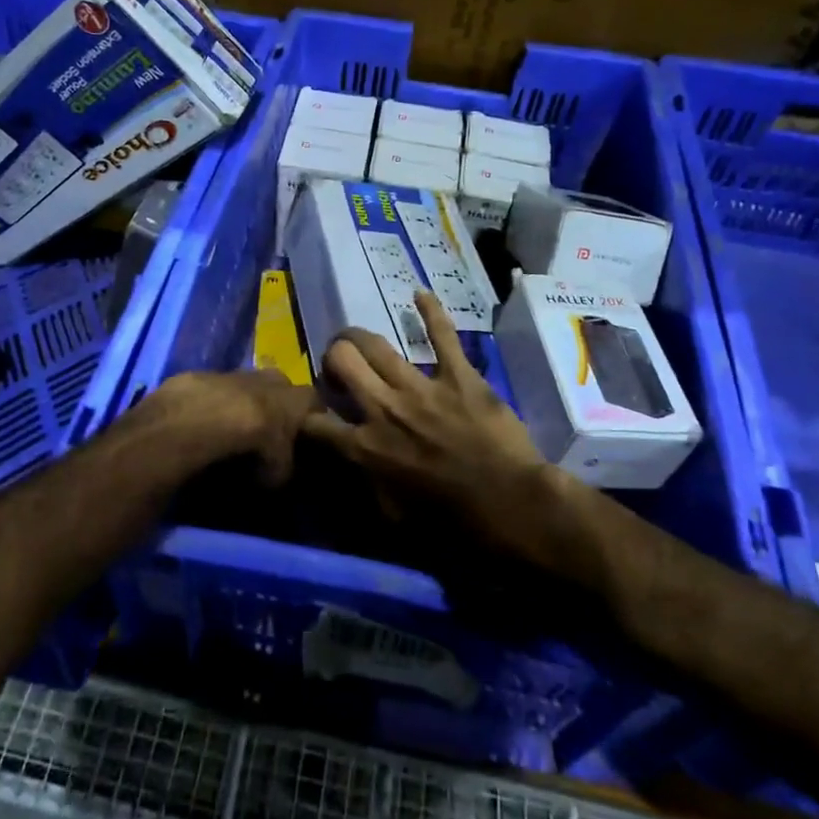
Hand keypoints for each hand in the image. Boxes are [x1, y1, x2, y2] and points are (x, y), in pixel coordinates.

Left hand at [135, 369, 315, 484]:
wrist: (201, 420)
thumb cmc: (251, 445)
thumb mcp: (277, 472)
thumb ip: (284, 467)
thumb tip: (280, 470)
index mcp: (295, 398)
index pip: (314, 400)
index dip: (311, 416)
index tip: (308, 432)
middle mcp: (269, 378)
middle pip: (280, 385)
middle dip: (276, 402)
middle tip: (269, 426)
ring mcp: (235, 373)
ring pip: (245, 383)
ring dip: (242, 401)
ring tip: (233, 426)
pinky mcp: (202, 375)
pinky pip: (214, 389)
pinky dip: (212, 403)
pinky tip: (203, 422)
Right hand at [304, 293, 561, 555]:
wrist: (512, 506)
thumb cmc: (452, 525)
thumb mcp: (392, 518)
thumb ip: (363, 484)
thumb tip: (347, 467)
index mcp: (364, 447)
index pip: (314, 422)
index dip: (307, 416)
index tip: (315, 416)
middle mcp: (383, 408)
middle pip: (341, 361)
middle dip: (332, 358)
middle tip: (338, 366)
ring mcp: (421, 387)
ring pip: (375, 344)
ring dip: (359, 338)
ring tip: (357, 339)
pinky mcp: (458, 376)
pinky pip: (441, 335)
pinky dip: (431, 312)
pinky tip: (419, 294)